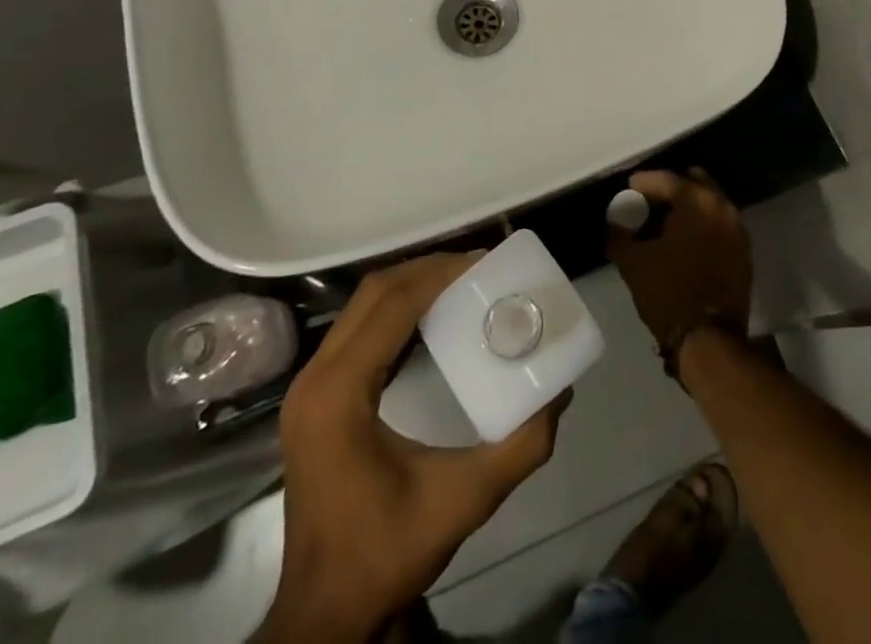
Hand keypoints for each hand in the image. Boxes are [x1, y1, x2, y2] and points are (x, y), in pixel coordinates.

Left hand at [257, 254, 568, 642]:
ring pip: (361, 307)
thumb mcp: (463, 501)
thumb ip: (520, 447)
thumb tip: (561, 393)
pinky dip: (395, 311)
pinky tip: (432, 319)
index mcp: (340, 393)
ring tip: (462, 283)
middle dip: (427, 270)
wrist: (325, 615)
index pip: (392, 304)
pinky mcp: (315, 400)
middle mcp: (315, 379)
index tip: (485, 263)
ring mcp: (309, 389)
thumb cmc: (385, 553)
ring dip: (411, 286)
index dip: (439, 274)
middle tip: (478, 268)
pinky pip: (357, 330)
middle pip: (374, 293)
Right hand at [608, 170, 753, 363]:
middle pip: (694, 182)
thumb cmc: (668, 293)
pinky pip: (720, 224)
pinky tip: (685, 241)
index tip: (629, 188)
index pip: (667, 179)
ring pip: (710, 203)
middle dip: (672, 188)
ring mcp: (737, 229)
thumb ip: (620, 235)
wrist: (709, 338)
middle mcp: (722, 206)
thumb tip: (615, 223)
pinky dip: (703, 225)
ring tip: (666, 222)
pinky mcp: (743, 251)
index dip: (645, 182)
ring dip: (689, 207)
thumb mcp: (633, 263)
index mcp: (696, 201)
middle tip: (650, 201)